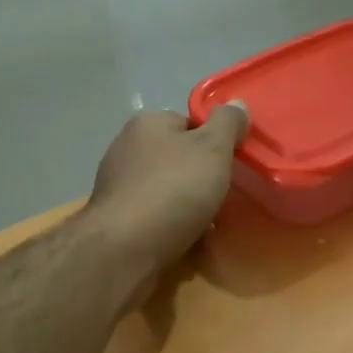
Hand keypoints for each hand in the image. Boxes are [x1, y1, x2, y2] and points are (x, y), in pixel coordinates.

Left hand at [86, 103, 249, 277]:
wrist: (125, 248)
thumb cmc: (174, 190)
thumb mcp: (213, 149)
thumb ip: (228, 124)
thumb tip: (238, 104)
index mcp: (148, 123)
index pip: (189, 123)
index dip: (214, 142)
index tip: (230, 165)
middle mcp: (126, 147)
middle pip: (176, 156)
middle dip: (199, 176)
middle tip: (221, 196)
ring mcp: (116, 184)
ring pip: (164, 188)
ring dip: (185, 203)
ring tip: (207, 223)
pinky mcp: (114, 218)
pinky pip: (152, 215)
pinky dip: (169, 224)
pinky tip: (183, 239)